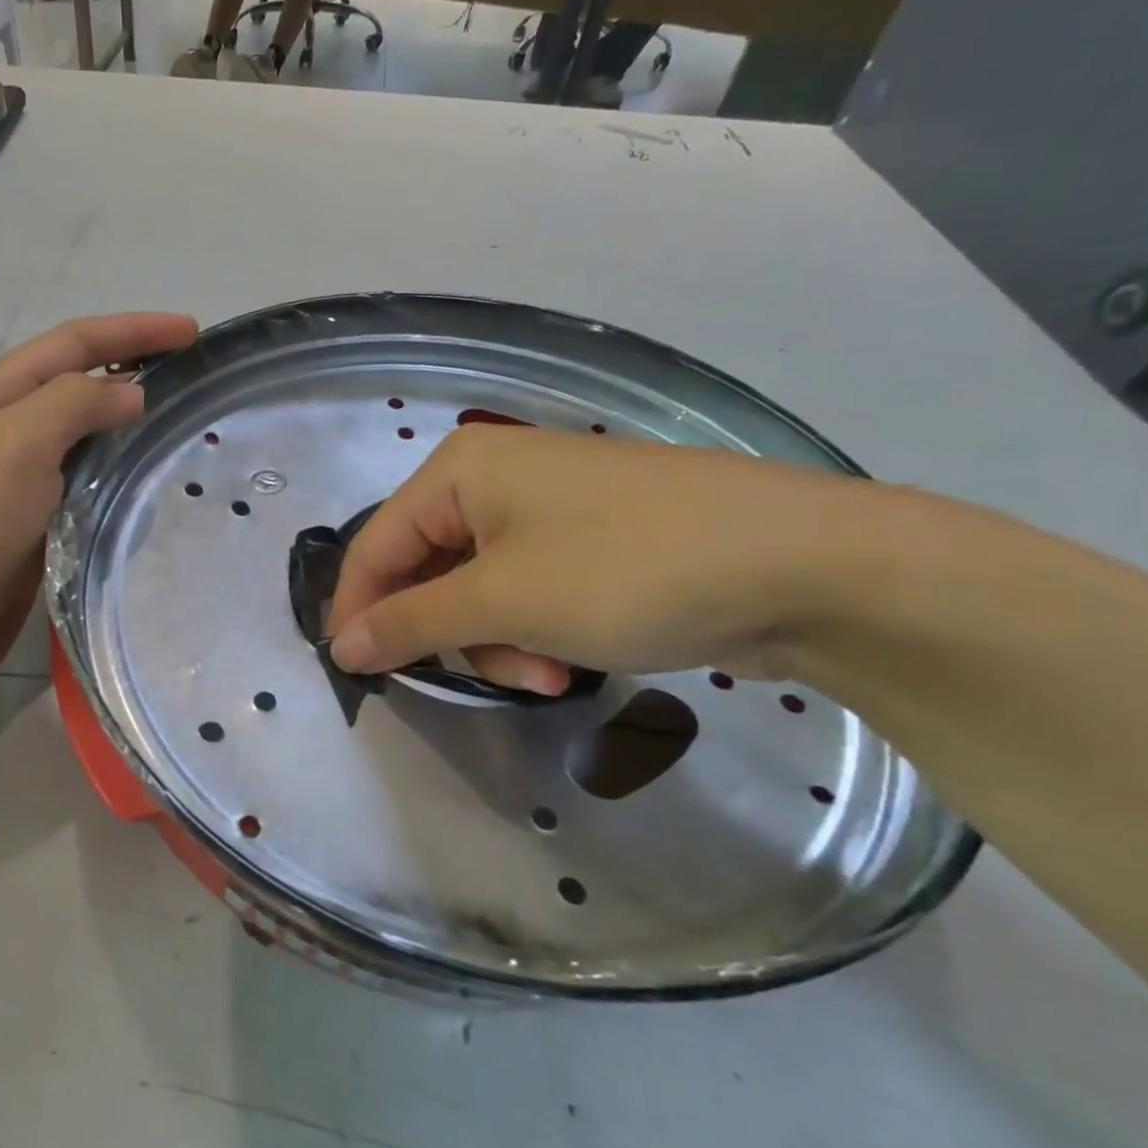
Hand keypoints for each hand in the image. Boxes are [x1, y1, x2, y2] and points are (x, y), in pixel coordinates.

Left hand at [0, 312, 197, 700]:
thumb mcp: (16, 444)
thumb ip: (75, 405)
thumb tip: (131, 395)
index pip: (72, 344)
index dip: (132, 331)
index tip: (193, 332)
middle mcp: (4, 431)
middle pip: (78, 385)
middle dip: (133, 371)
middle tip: (193, 379)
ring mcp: (17, 483)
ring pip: (84, 440)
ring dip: (128, 427)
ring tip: (182, 428)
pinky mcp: (33, 529)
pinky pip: (84, 489)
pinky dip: (118, 479)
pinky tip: (148, 487)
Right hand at [328, 425, 871, 690]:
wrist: (806, 566)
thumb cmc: (627, 570)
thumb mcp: (503, 602)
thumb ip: (410, 623)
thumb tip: (341, 645)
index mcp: (460, 472)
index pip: (375, 546)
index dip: (357, 611)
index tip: (353, 673)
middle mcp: (494, 479)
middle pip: (427, 570)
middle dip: (450, 633)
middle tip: (480, 675)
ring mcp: (546, 508)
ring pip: (477, 590)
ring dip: (497, 641)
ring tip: (547, 673)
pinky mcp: (588, 539)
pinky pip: (525, 590)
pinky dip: (534, 630)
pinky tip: (570, 658)